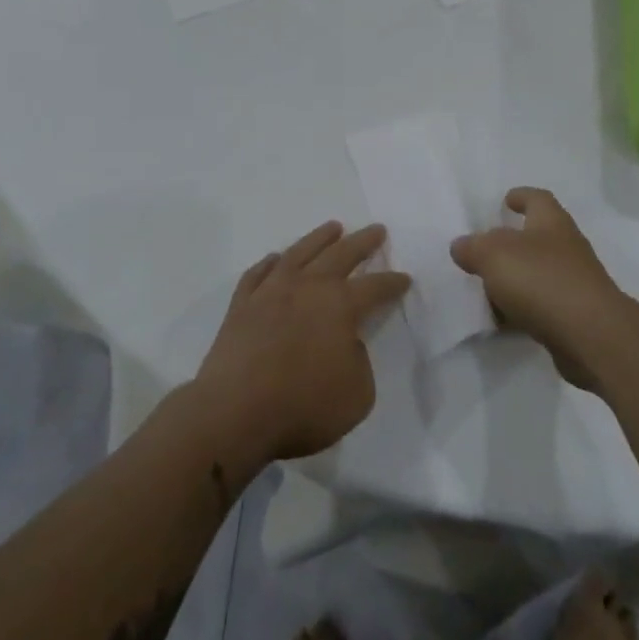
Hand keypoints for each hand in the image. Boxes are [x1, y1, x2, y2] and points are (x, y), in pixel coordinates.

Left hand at [194, 221, 409, 464]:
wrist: (234, 412)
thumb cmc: (303, 406)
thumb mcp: (357, 395)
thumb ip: (359, 362)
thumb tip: (347, 343)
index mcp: (340, 305)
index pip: (375, 287)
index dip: (392, 283)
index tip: (404, 278)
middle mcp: (308, 287)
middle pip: (341, 255)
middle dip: (362, 242)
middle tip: (377, 229)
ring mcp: (271, 291)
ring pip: (300, 252)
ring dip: (319, 238)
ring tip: (333, 227)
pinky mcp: (241, 304)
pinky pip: (258, 273)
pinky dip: (270, 263)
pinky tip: (276, 259)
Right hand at [452, 188, 626, 390]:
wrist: (592, 336)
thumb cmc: (542, 280)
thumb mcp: (494, 255)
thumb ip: (473, 247)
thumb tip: (461, 245)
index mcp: (551, 222)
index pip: (537, 199)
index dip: (521, 196)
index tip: (506, 200)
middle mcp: (567, 247)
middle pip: (537, 237)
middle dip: (511, 243)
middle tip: (484, 251)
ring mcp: (575, 283)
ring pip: (538, 274)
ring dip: (515, 280)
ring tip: (485, 290)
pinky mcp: (576, 316)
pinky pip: (542, 306)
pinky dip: (523, 310)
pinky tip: (503, 322)